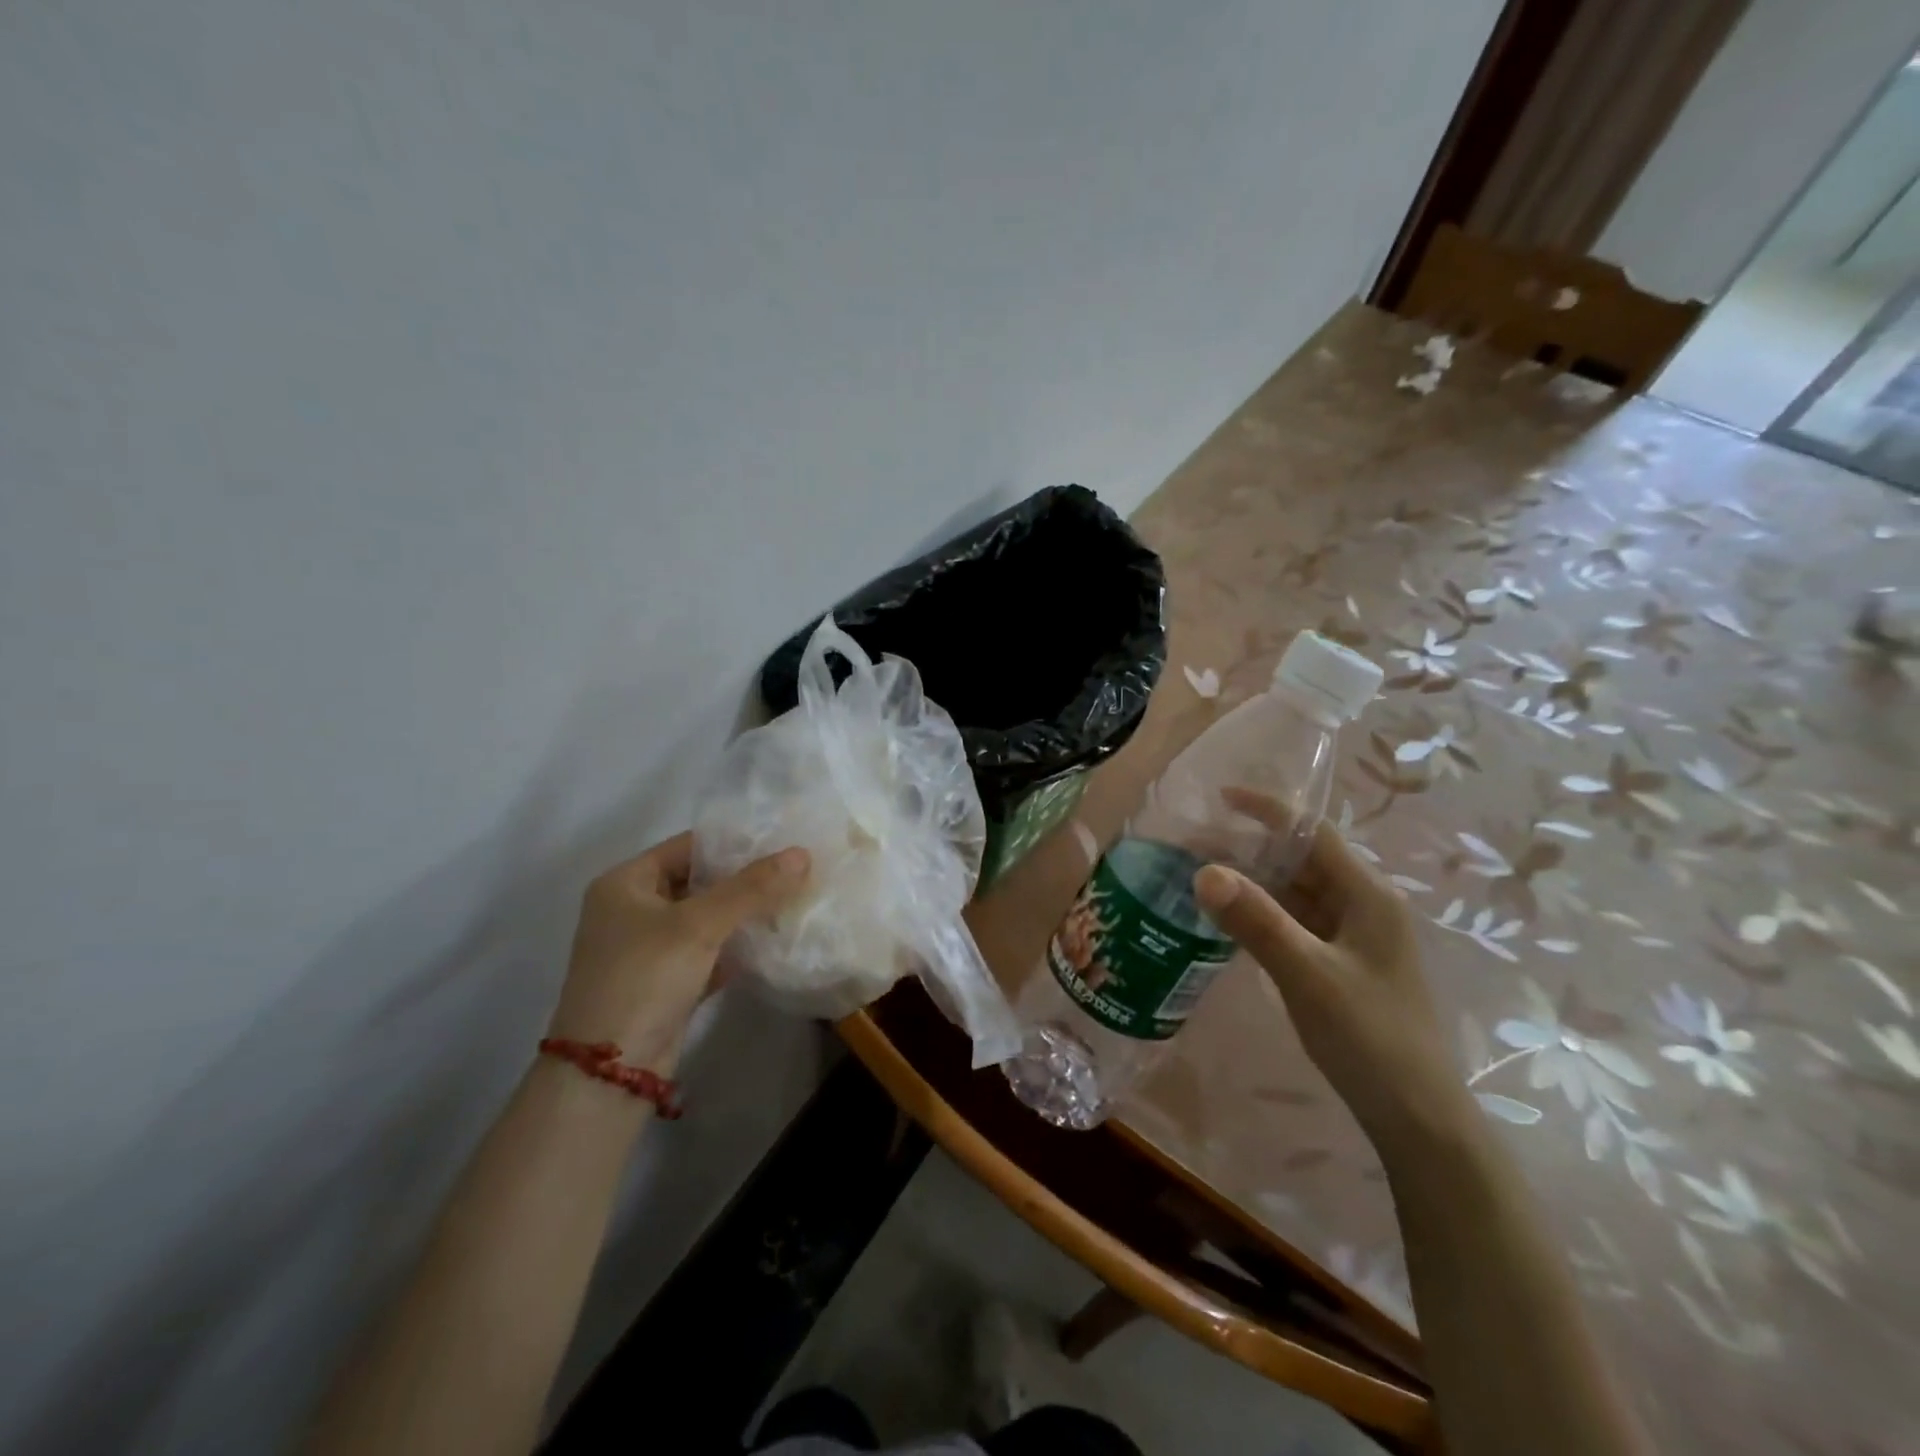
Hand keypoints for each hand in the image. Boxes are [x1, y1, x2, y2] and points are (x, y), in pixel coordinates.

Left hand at [548, 832, 809, 1074]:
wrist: (610, 1073)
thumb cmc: (644, 978)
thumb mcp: (699, 925)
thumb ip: (751, 888)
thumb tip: (802, 854)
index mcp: (625, 883)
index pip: (688, 846)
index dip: (734, 842)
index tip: (781, 841)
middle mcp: (633, 909)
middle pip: (699, 881)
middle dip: (745, 879)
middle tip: (796, 870)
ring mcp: (649, 948)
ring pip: (706, 918)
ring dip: (744, 913)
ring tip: (794, 898)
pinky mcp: (666, 981)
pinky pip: (708, 951)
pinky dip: (736, 946)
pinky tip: (773, 940)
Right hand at [1193, 821, 1471, 1151]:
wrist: (1416, 1117)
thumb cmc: (1369, 1037)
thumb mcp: (1308, 974)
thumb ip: (1257, 921)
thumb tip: (1204, 871)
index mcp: (1367, 894)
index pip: (1313, 832)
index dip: (1267, 810)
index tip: (1218, 799)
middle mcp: (1362, 905)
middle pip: (1300, 859)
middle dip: (1248, 847)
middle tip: (1191, 845)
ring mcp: (1352, 936)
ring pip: (1295, 892)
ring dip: (1251, 881)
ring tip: (1198, 875)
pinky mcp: (1339, 963)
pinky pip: (1294, 922)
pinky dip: (1261, 913)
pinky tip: (1226, 920)